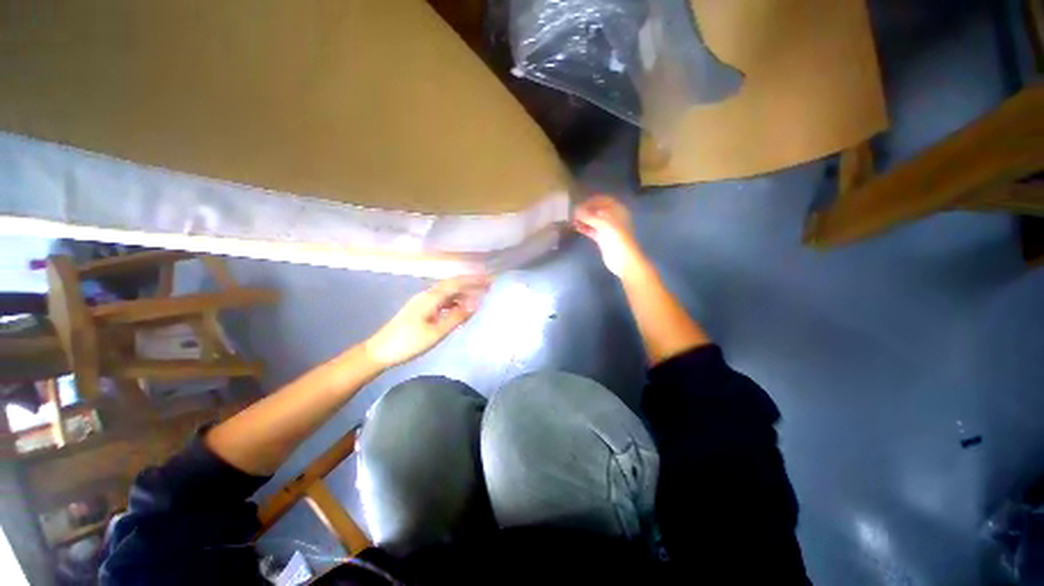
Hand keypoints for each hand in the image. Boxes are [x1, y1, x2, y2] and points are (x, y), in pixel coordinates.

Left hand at [364, 275, 490, 367]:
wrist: (379, 351)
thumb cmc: (408, 343)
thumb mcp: (436, 332)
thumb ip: (457, 317)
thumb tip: (477, 303)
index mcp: (431, 297)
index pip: (457, 283)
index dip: (475, 280)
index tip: (491, 280)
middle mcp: (427, 295)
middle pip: (453, 285)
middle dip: (471, 284)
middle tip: (489, 288)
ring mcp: (422, 302)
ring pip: (447, 293)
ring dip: (464, 293)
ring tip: (479, 298)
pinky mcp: (420, 310)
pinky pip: (442, 301)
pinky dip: (455, 302)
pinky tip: (461, 309)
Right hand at [573, 195, 647, 279]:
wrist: (623, 259)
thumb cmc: (616, 237)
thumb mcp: (602, 223)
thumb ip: (588, 216)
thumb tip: (575, 210)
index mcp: (617, 210)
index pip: (603, 200)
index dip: (591, 201)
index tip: (579, 204)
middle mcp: (613, 217)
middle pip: (597, 210)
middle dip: (586, 210)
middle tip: (573, 212)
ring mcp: (608, 228)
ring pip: (593, 221)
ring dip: (583, 219)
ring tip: (571, 219)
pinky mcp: (603, 238)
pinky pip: (592, 230)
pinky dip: (584, 228)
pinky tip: (575, 227)